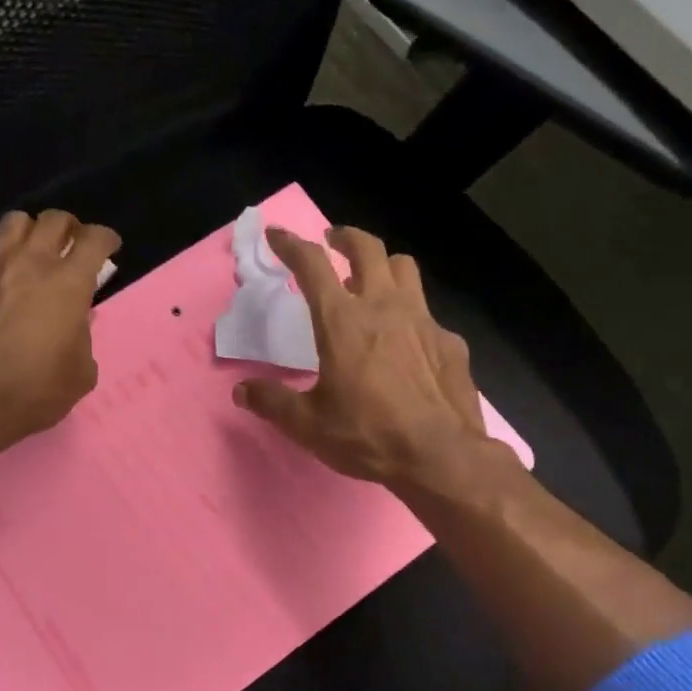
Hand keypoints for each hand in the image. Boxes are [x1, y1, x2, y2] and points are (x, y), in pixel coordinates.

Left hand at [0, 208, 119, 455]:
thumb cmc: (35, 390)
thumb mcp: (81, 372)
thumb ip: (83, 337)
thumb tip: (74, 324)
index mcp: (68, 283)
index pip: (94, 239)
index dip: (105, 239)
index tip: (108, 247)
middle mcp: (29, 262)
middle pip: (54, 219)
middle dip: (69, 228)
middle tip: (71, 247)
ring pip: (14, 223)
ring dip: (30, 233)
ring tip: (32, 254)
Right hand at [234, 224, 510, 490]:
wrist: (439, 455)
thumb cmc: (367, 435)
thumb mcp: (307, 424)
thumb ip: (272, 402)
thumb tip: (242, 391)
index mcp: (342, 321)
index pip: (312, 264)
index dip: (291, 244)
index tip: (277, 235)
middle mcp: (384, 307)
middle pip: (367, 248)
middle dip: (345, 237)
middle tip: (333, 242)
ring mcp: (423, 320)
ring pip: (404, 268)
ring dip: (383, 266)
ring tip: (372, 281)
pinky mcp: (449, 342)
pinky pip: (428, 315)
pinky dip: (411, 318)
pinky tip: (408, 345)